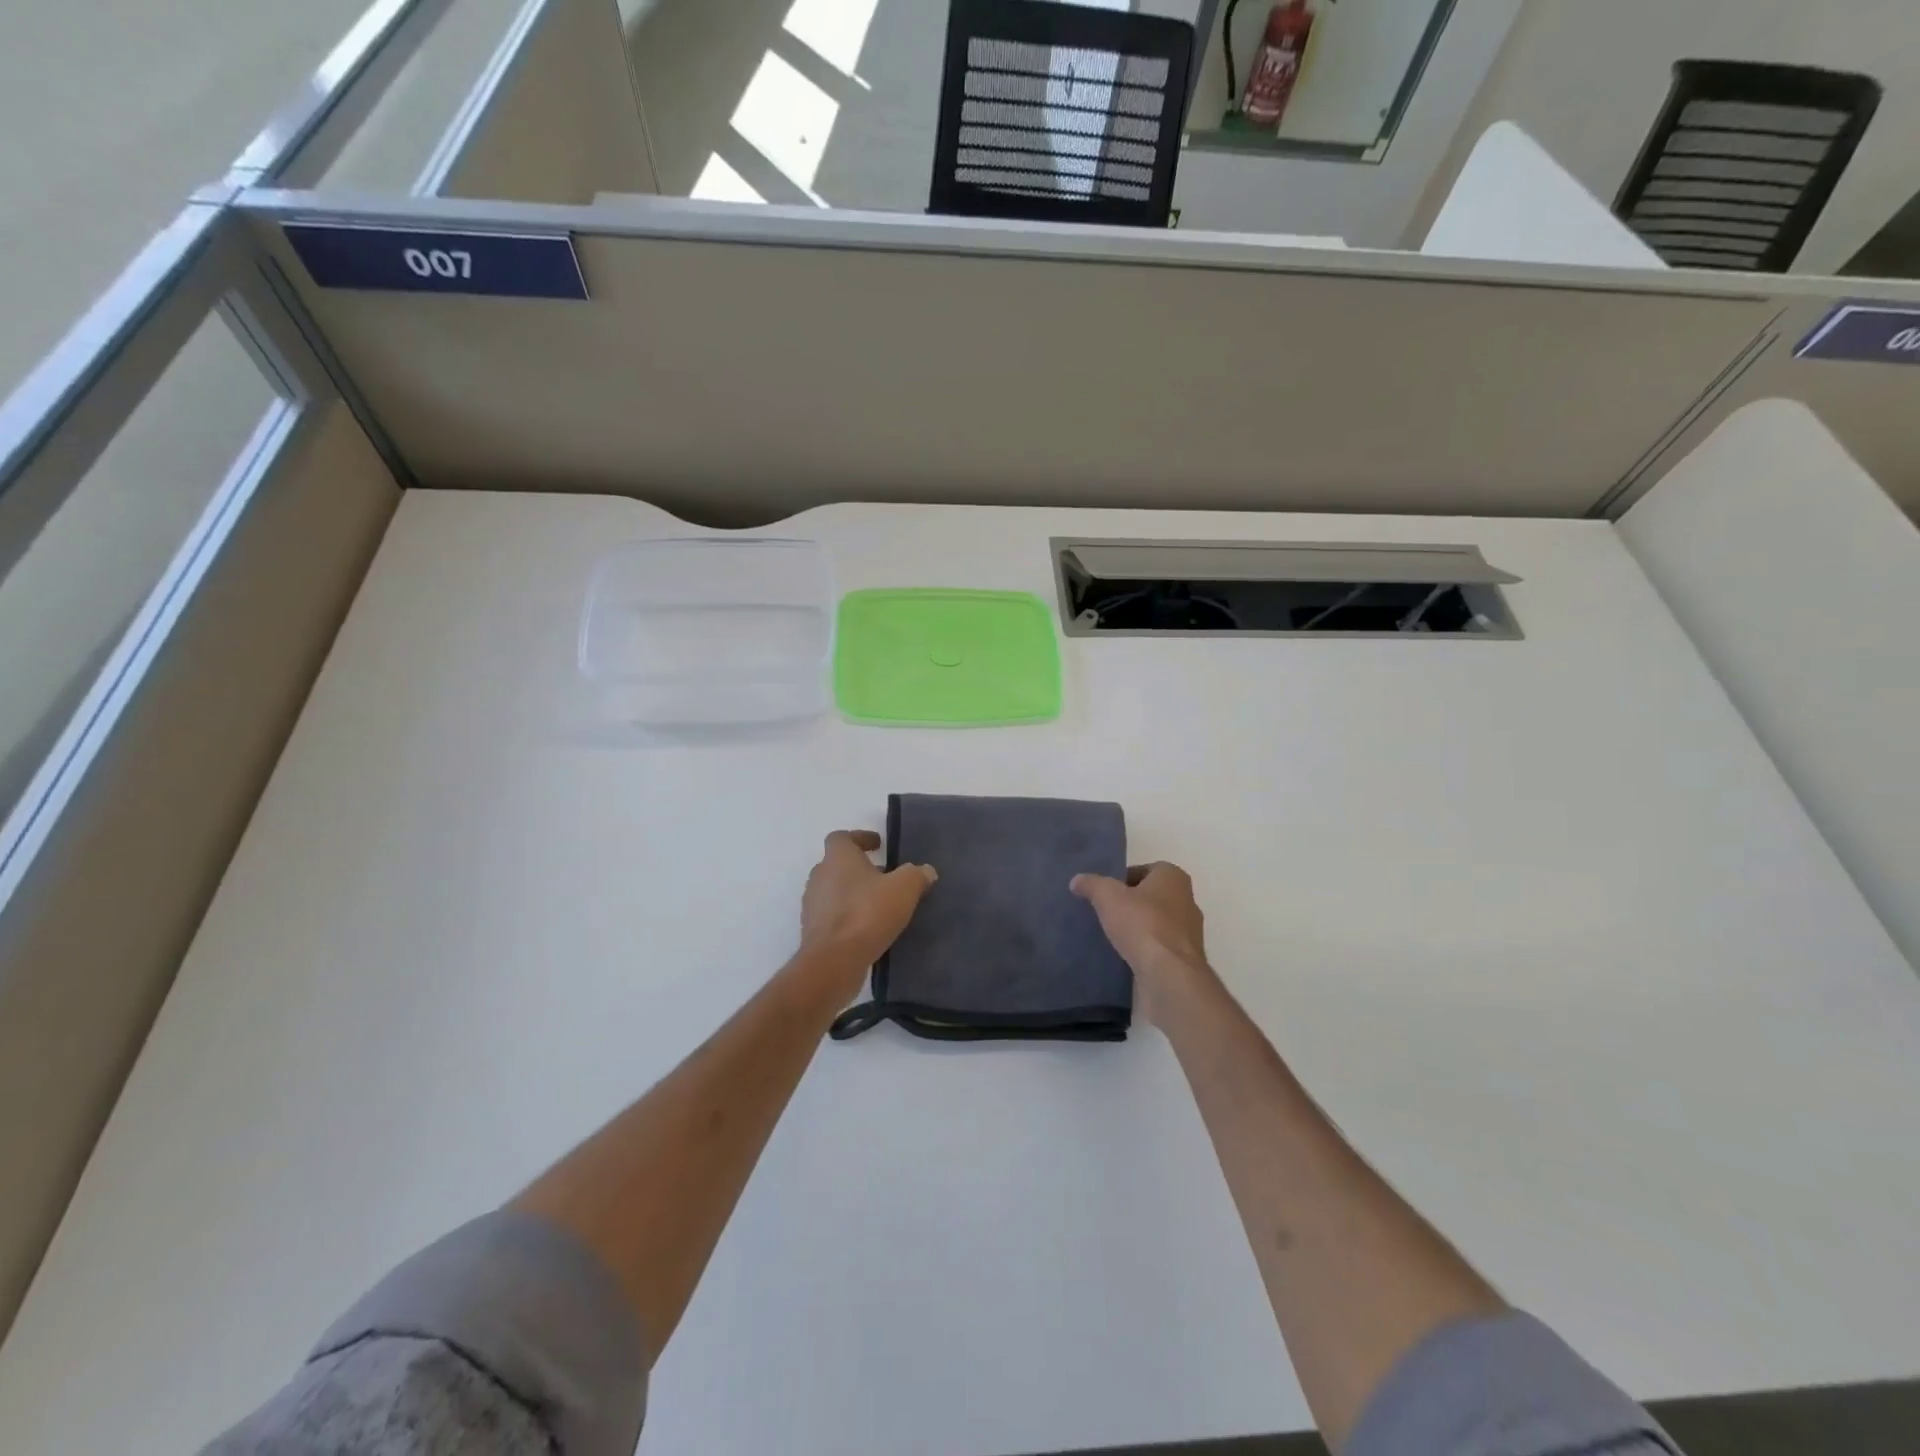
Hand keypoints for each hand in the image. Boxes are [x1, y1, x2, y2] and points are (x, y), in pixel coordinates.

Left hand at [799, 831, 936, 989]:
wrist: (833, 961)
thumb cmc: (867, 914)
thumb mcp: (903, 889)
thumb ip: (916, 875)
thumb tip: (925, 871)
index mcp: (838, 858)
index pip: (841, 837)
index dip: (860, 838)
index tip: (878, 846)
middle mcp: (820, 876)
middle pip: (837, 864)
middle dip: (860, 868)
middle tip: (885, 877)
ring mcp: (812, 904)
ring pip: (834, 891)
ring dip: (854, 893)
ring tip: (879, 904)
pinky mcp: (812, 931)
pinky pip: (832, 915)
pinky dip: (847, 916)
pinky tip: (868, 928)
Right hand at [1071, 863, 1214, 1021]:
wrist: (1169, 976)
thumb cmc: (1142, 924)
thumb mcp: (1108, 896)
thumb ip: (1092, 884)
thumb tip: (1077, 880)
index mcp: (1174, 878)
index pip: (1145, 870)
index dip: (1123, 879)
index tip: (1104, 893)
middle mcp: (1187, 901)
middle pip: (1152, 897)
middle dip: (1130, 903)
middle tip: (1105, 912)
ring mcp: (1189, 933)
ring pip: (1156, 923)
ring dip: (1137, 928)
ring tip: (1110, 935)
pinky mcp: (1184, 959)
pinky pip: (1159, 947)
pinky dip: (1143, 949)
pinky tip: (1123, 956)